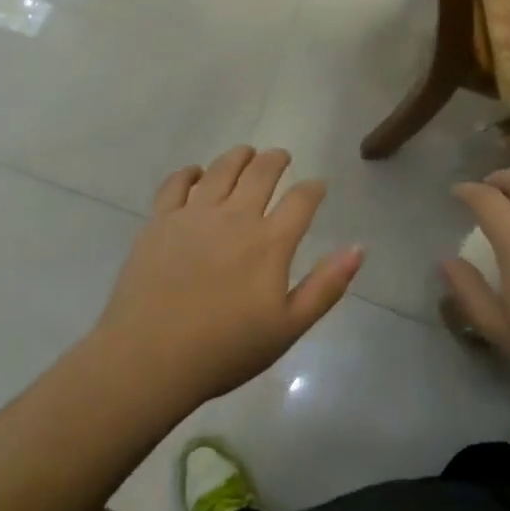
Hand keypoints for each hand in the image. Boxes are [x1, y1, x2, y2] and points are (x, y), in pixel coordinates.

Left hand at [92, 147, 362, 409]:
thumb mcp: (288, 327)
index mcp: (269, 242)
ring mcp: (194, 214)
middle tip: (281, 157)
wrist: (151, 356)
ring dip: (239, 156)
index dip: (313, 189)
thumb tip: (358, 247)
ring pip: (221, 169)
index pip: (301, 200)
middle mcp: (234, 216)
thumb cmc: (225, 349)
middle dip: (276, 160)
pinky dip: (190, 173)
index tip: (317, 186)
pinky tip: (196, 173)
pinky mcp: (160, 220)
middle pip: (261, 172)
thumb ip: (326, 286)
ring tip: (246, 154)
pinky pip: (176, 183)